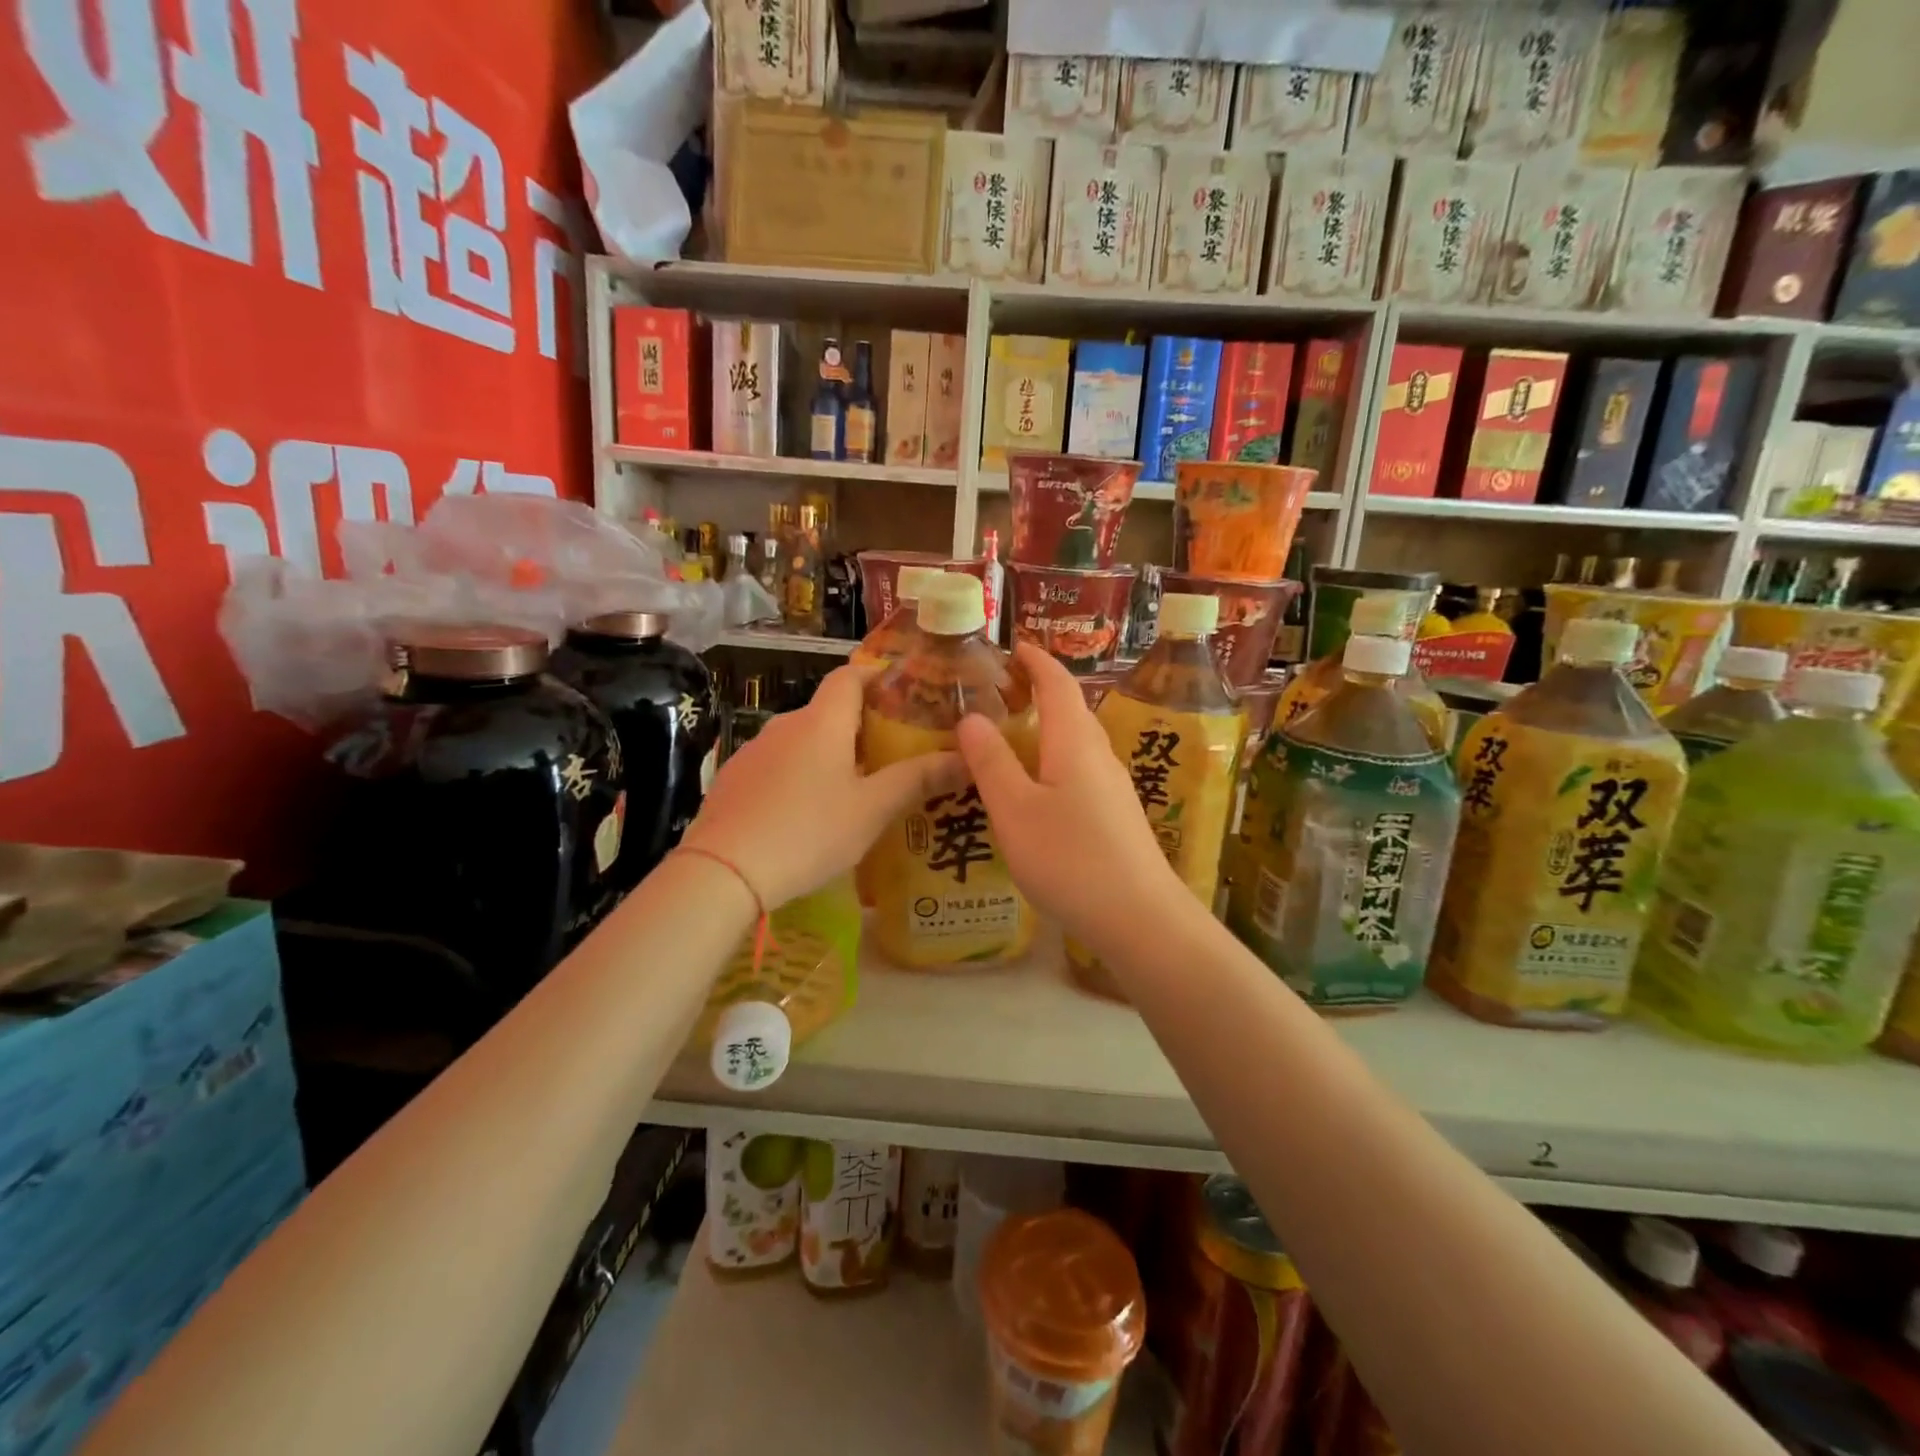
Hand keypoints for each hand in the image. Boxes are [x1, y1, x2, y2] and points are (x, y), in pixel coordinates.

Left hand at [681, 663, 961, 908]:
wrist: (722, 871)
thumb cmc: (808, 832)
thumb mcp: (872, 810)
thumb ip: (918, 780)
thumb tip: (967, 758)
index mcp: (822, 722)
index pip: (850, 675)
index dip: (876, 675)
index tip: (902, 689)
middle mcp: (785, 725)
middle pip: (828, 711)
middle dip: (861, 725)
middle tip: (893, 752)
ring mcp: (754, 752)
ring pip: (802, 741)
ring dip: (830, 754)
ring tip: (855, 788)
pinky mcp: (734, 780)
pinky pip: (778, 766)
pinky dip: (800, 776)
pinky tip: (809, 813)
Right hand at [955, 643, 1184, 946]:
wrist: (1140, 918)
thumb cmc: (1071, 858)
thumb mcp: (1015, 810)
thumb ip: (991, 763)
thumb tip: (970, 717)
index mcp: (1075, 742)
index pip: (1058, 683)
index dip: (1036, 660)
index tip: (1013, 646)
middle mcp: (1099, 755)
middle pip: (1071, 710)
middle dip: (1040, 691)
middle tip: (1002, 691)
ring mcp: (1113, 787)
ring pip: (1076, 743)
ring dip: (1046, 729)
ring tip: (1011, 737)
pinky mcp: (1116, 816)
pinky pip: (1080, 771)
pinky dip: (1054, 761)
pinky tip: (1036, 789)